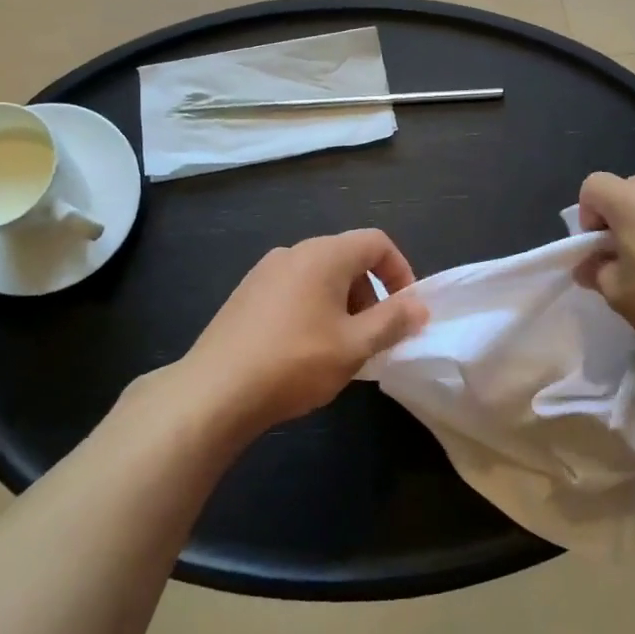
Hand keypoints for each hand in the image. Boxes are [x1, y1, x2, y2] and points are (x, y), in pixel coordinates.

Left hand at [182, 230, 428, 431]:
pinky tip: (304, 350)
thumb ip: (393, 320)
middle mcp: (293, 252)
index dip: (401, 271)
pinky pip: (293, 290)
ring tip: (341, 348)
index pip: (376, 242)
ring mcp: (264, 272)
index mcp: (324, 255)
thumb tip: (419, 305)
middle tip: (374, 336)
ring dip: (342, 304)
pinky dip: (313, 309)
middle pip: (347, 259)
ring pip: (319, 277)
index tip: (406, 309)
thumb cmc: (295, 362)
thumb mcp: (355, 345)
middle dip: (371, 293)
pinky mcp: (245, 295)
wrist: (214, 391)